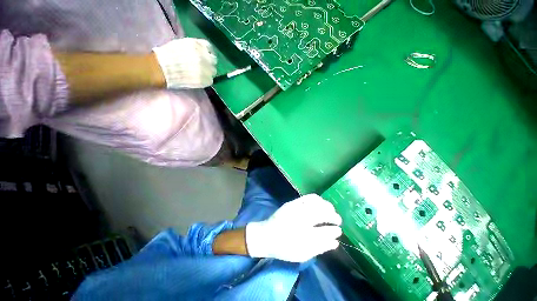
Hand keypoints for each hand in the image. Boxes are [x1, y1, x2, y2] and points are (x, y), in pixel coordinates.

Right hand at [152, 38, 216, 88]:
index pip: (209, 48)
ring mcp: (206, 69)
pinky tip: (199, 80)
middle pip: (213, 61)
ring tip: (199, 74)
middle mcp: (204, 57)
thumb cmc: (167, 55)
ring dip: (208, 73)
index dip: (207, 53)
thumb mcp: (181, 44)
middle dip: (208, 63)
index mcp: (198, 45)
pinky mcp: (205, 80)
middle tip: (202, 67)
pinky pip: (210, 81)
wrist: (161, 69)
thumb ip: (194, 48)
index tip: (205, 57)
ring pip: (213, 72)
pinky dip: (206, 81)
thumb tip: (202, 53)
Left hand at [246, 194, 341, 262]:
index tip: (339, 231)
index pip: (324, 231)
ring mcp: (296, 208)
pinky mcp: (292, 202)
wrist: (266, 235)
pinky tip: (321, 203)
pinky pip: (308, 197)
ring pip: (317, 203)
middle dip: (333, 216)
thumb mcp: (302, 254)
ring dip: (327, 206)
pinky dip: (317, 199)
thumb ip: (320, 247)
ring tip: (331, 210)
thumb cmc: (284, 247)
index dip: (334, 230)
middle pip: (322, 213)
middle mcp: (301, 218)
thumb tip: (335, 242)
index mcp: (304, 235)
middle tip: (337, 219)